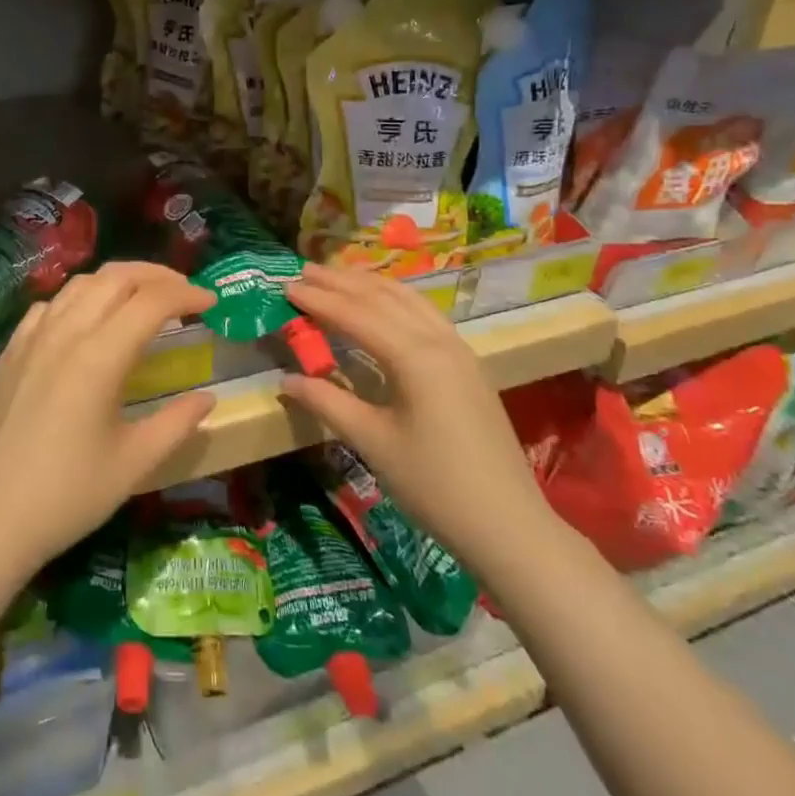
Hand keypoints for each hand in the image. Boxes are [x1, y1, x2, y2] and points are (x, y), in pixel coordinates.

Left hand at [0, 262, 217, 571]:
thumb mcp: (133, 464)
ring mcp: (31, 338)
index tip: (211, 302)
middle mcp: (65, 333)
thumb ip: (176, 424)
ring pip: (80, 284)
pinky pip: (50, 305)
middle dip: (157, 275)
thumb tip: (207, 399)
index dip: (186, 293)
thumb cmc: (66, 496)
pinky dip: (80, 298)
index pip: (151, 302)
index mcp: (99, 356)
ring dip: (118, 280)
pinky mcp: (10, 351)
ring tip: (142, 298)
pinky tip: (87, 320)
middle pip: (115, 277)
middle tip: (185, 292)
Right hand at [280, 262, 552, 567]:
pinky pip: (425, 314)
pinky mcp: (468, 364)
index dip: (319, 300)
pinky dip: (396, 299)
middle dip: (341, 282)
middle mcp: (438, 340)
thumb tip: (286, 380)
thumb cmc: (434, 486)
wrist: (508, 525)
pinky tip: (384, 303)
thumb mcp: (373, 443)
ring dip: (369, 285)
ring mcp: (458, 350)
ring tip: (338, 276)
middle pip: (382, 298)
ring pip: (408, 300)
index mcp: (414, 356)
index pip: (356, 315)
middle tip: (304, 270)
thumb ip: (328, 402)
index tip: (286, 286)